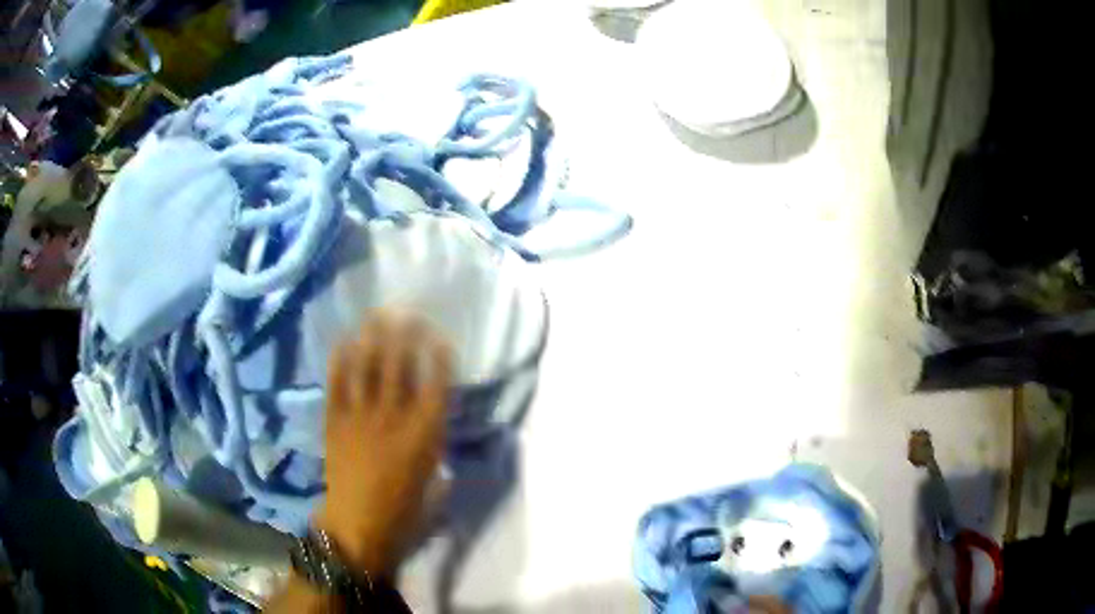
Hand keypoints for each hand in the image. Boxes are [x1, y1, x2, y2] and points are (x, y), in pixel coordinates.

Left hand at [318, 312, 451, 577]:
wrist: (356, 525)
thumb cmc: (403, 511)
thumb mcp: (434, 482)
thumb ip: (436, 449)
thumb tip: (435, 426)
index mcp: (425, 434)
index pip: (436, 383)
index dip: (438, 355)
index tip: (439, 336)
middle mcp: (394, 416)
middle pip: (401, 364)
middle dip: (405, 332)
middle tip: (406, 310)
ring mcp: (361, 415)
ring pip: (368, 365)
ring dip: (373, 336)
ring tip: (377, 314)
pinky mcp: (335, 420)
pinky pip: (337, 381)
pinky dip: (341, 358)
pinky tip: (345, 339)